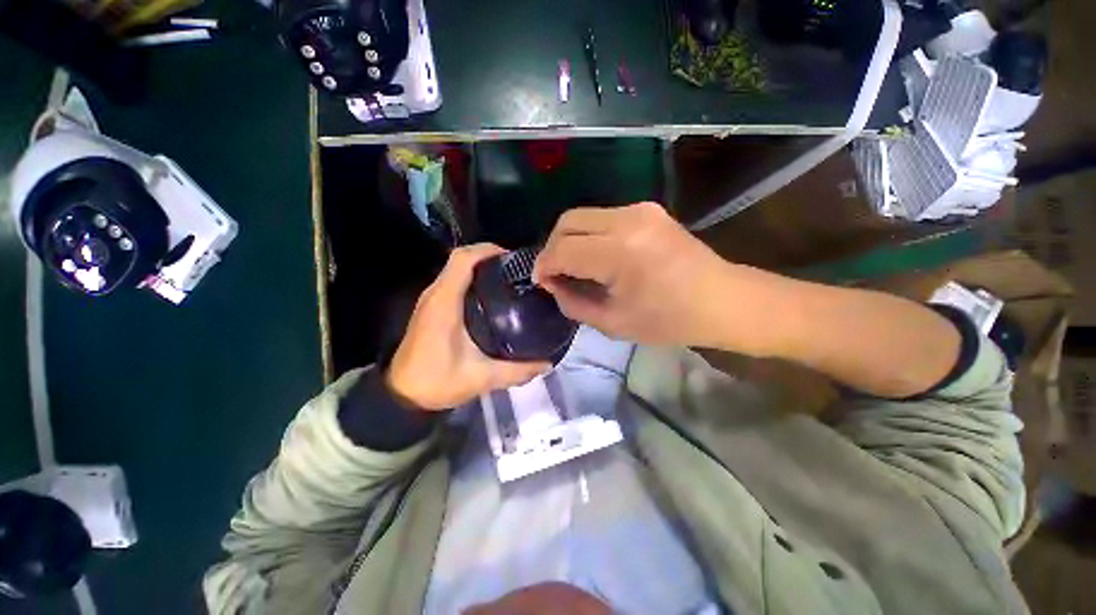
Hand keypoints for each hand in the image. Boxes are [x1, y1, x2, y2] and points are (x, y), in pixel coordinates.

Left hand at [387, 244, 551, 410]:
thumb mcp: (482, 378)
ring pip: (455, 269)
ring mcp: (430, 300)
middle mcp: (435, 294)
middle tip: (517, 271)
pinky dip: (471, 279)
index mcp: (445, 302)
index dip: (488, 251)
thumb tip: (547, 364)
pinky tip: (490, 297)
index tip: (513, 259)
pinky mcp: (430, 308)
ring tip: (508, 280)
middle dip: (489, 258)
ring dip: (480, 268)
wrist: (401, 396)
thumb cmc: (437, 382)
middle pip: (460, 259)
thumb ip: (516, 371)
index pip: (463, 259)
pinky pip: (452, 282)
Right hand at [533, 202, 732, 347]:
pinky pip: (602, 217)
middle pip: (567, 222)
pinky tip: (594, 256)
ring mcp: (640, 210)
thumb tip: (553, 284)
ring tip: (572, 266)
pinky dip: (589, 235)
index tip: (541, 282)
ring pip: (583, 216)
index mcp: (620, 252)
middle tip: (554, 273)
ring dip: (569, 240)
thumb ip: (573, 303)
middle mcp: (627, 220)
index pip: (563, 250)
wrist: (722, 300)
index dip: (545, 266)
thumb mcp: (613, 323)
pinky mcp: (647, 209)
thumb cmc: (669, 320)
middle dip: (552, 248)